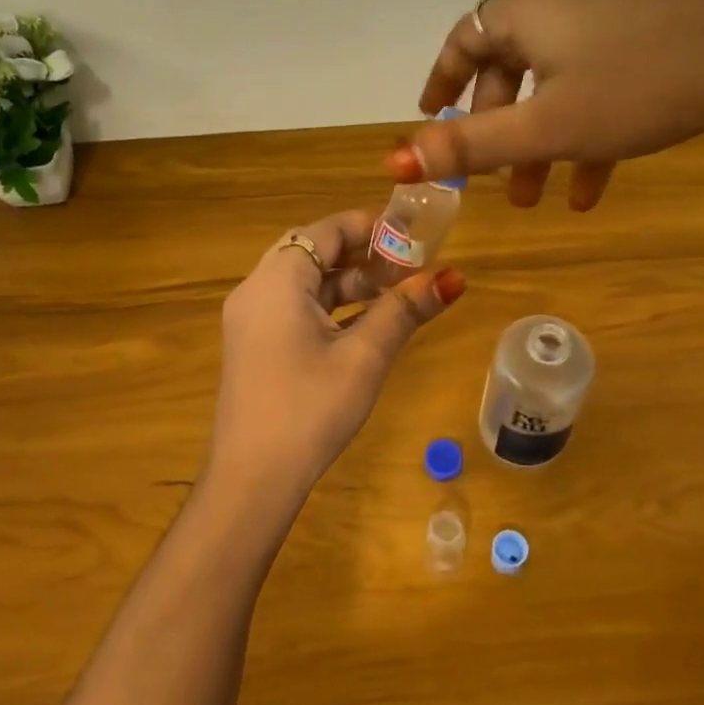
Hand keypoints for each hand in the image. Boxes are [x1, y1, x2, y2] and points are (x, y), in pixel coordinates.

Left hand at [205, 211, 464, 508]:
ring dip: (349, 283)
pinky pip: (294, 308)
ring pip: (305, 283)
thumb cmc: (310, 409)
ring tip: (398, 292)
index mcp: (277, 280)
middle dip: (363, 254)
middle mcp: (256, 289)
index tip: (412, 233)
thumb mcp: (364, 357)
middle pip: (313, 252)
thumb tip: (452, 277)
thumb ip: (404, 310)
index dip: (370, 226)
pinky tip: (367, 322)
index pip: (325, 230)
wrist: (252, 478)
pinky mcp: (254, 345)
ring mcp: (251, 319)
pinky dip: (330, 307)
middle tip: (410, 263)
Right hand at [390, 0, 703, 208]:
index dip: (442, 81)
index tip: (430, 118)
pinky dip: (585, 130)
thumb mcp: (546, 127)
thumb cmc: (637, 88)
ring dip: (542, 141)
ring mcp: (611, 12)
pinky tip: (594, 188)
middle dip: (499, 129)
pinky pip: (598, 81)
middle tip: (496, 179)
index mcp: (529, 10)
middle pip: (510, 66)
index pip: (465, 38)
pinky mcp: (651, 31)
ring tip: (541, 198)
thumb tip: (394, 158)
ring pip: (556, 82)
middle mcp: (564, 0)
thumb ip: (470, 146)